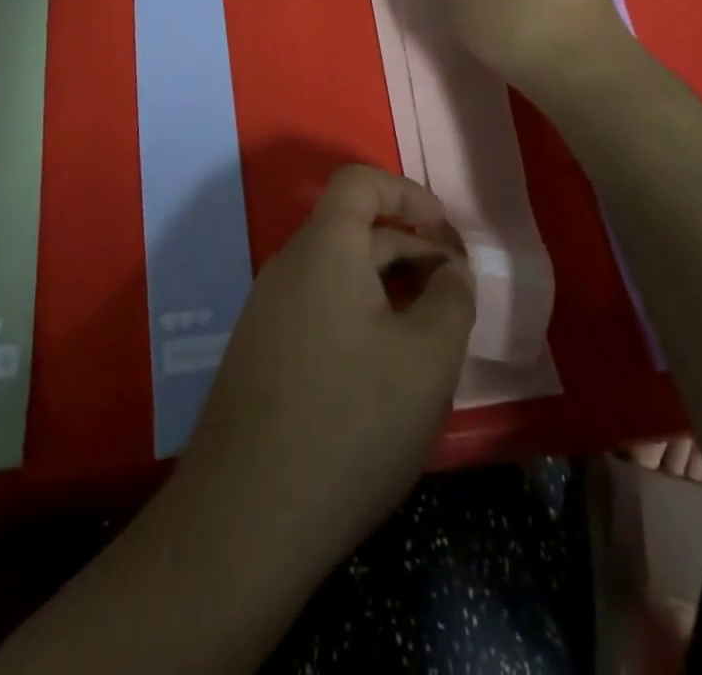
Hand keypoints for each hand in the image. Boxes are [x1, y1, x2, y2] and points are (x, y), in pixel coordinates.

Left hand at [175, 165, 474, 578]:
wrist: (245, 519)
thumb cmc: (350, 420)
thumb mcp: (427, 358)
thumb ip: (452, 299)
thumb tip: (451, 272)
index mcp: (323, 248)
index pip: (360, 182)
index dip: (408, 194)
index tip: (446, 235)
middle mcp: (288, 266)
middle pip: (355, 231)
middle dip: (411, 251)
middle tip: (456, 299)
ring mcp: (267, 311)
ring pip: (339, 276)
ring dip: (389, 290)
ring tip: (430, 340)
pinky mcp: (261, 353)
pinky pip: (319, 310)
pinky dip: (360, 319)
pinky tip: (384, 375)